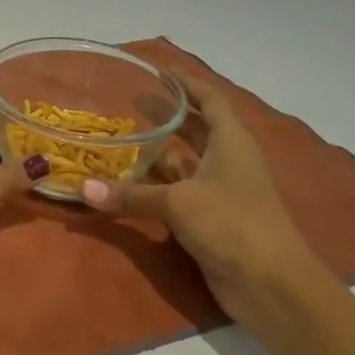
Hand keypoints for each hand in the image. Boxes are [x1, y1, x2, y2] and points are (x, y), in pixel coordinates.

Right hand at [81, 68, 321, 315]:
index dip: (187, 84)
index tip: (159, 71)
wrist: (270, 283)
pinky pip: (177, 194)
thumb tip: (84, 189)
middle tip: (130, 104)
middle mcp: (227, 161)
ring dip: (156, 156)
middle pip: (196, 130)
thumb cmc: (232, 224)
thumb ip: (131, 194)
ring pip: (183, 165)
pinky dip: (155, 189)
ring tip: (120, 142)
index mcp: (231, 142)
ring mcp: (220, 192)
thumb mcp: (178, 203)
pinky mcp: (211, 220)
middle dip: (167, 116)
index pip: (210, 100)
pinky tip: (128, 187)